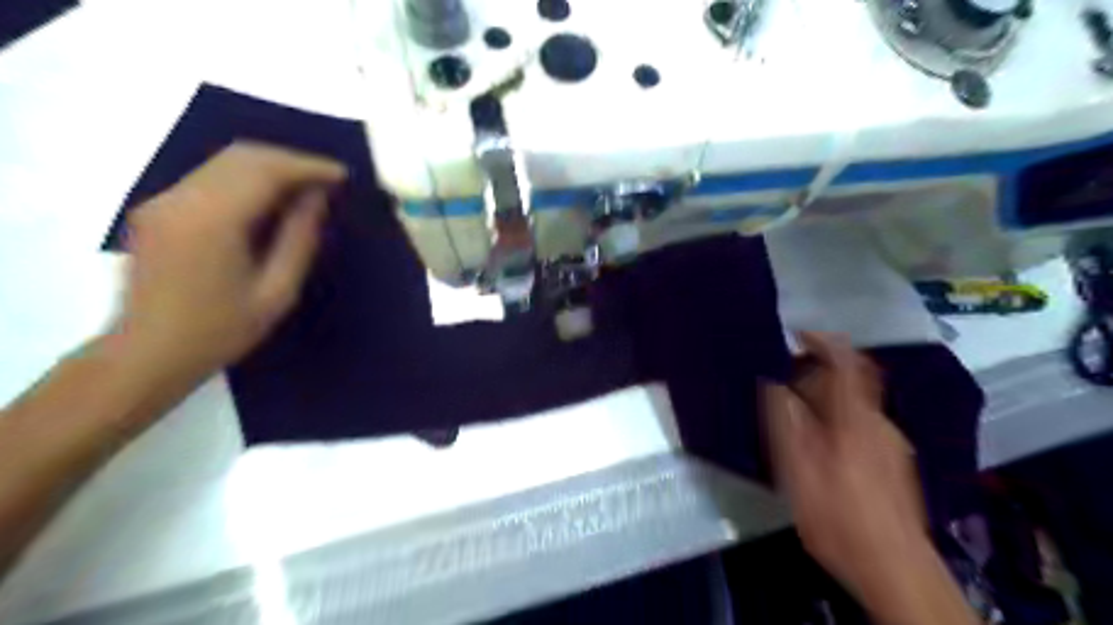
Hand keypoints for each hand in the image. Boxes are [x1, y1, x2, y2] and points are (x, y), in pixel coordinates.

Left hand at [116, 143, 345, 386]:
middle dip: (291, 161)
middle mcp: (182, 199)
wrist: (147, 354)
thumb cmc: (220, 331)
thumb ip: (299, 240)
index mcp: (212, 220)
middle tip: (328, 180)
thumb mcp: (277, 292)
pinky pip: (210, 178)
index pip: (265, 171)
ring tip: (307, 188)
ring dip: (270, 168)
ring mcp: (163, 201)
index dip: (308, 167)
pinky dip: (247, 179)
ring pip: (224, 162)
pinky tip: (271, 201)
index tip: (342, 175)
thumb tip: (318, 199)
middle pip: (242, 157)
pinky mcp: (158, 209)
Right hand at [766, 332, 932, 601]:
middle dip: (817, 375)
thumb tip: (775, 385)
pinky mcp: (896, 463)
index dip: (824, 342)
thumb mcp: (797, 468)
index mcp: (855, 418)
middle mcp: (879, 423)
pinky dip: (839, 420)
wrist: (895, 567)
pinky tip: (822, 447)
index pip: (847, 362)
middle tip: (786, 385)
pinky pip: (863, 425)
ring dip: (827, 400)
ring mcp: (892, 444)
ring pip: (856, 405)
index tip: (799, 336)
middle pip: (852, 382)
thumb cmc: (839, 515)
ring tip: (798, 417)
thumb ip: (785, 422)